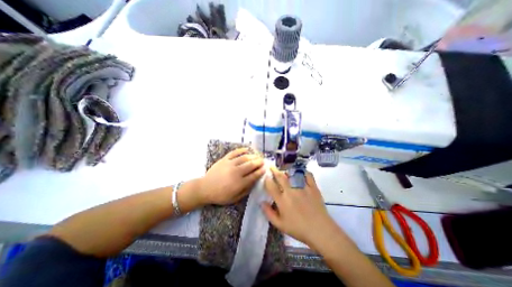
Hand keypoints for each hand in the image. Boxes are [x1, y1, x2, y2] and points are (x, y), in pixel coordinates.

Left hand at [199, 147, 265, 205]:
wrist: (205, 188)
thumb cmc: (220, 195)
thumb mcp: (235, 198)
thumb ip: (246, 190)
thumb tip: (255, 182)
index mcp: (239, 183)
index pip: (254, 175)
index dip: (261, 171)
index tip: (265, 168)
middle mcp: (236, 172)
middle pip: (251, 165)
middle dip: (259, 162)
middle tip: (263, 161)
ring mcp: (230, 164)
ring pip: (244, 158)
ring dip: (253, 156)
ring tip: (258, 156)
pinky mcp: (224, 159)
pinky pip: (234, 152)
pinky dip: (241, 150)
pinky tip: (247, 149)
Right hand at [262, 167, 338, 247]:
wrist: (320, 230)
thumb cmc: (298, 229)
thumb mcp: (280, 225)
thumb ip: (269, 213)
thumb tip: (261, 202)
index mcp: (282, 200)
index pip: (271, 186)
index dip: (267, 180)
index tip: (266, 176)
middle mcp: (291, 191)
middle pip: (280, 177)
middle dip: (274, 170)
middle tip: (271, 166)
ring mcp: (302, 188)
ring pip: (292, 174)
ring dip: (287, 170)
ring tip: (284, 169)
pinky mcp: (312, 187)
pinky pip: (307, 175)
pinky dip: (303, 172)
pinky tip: (301, 172)